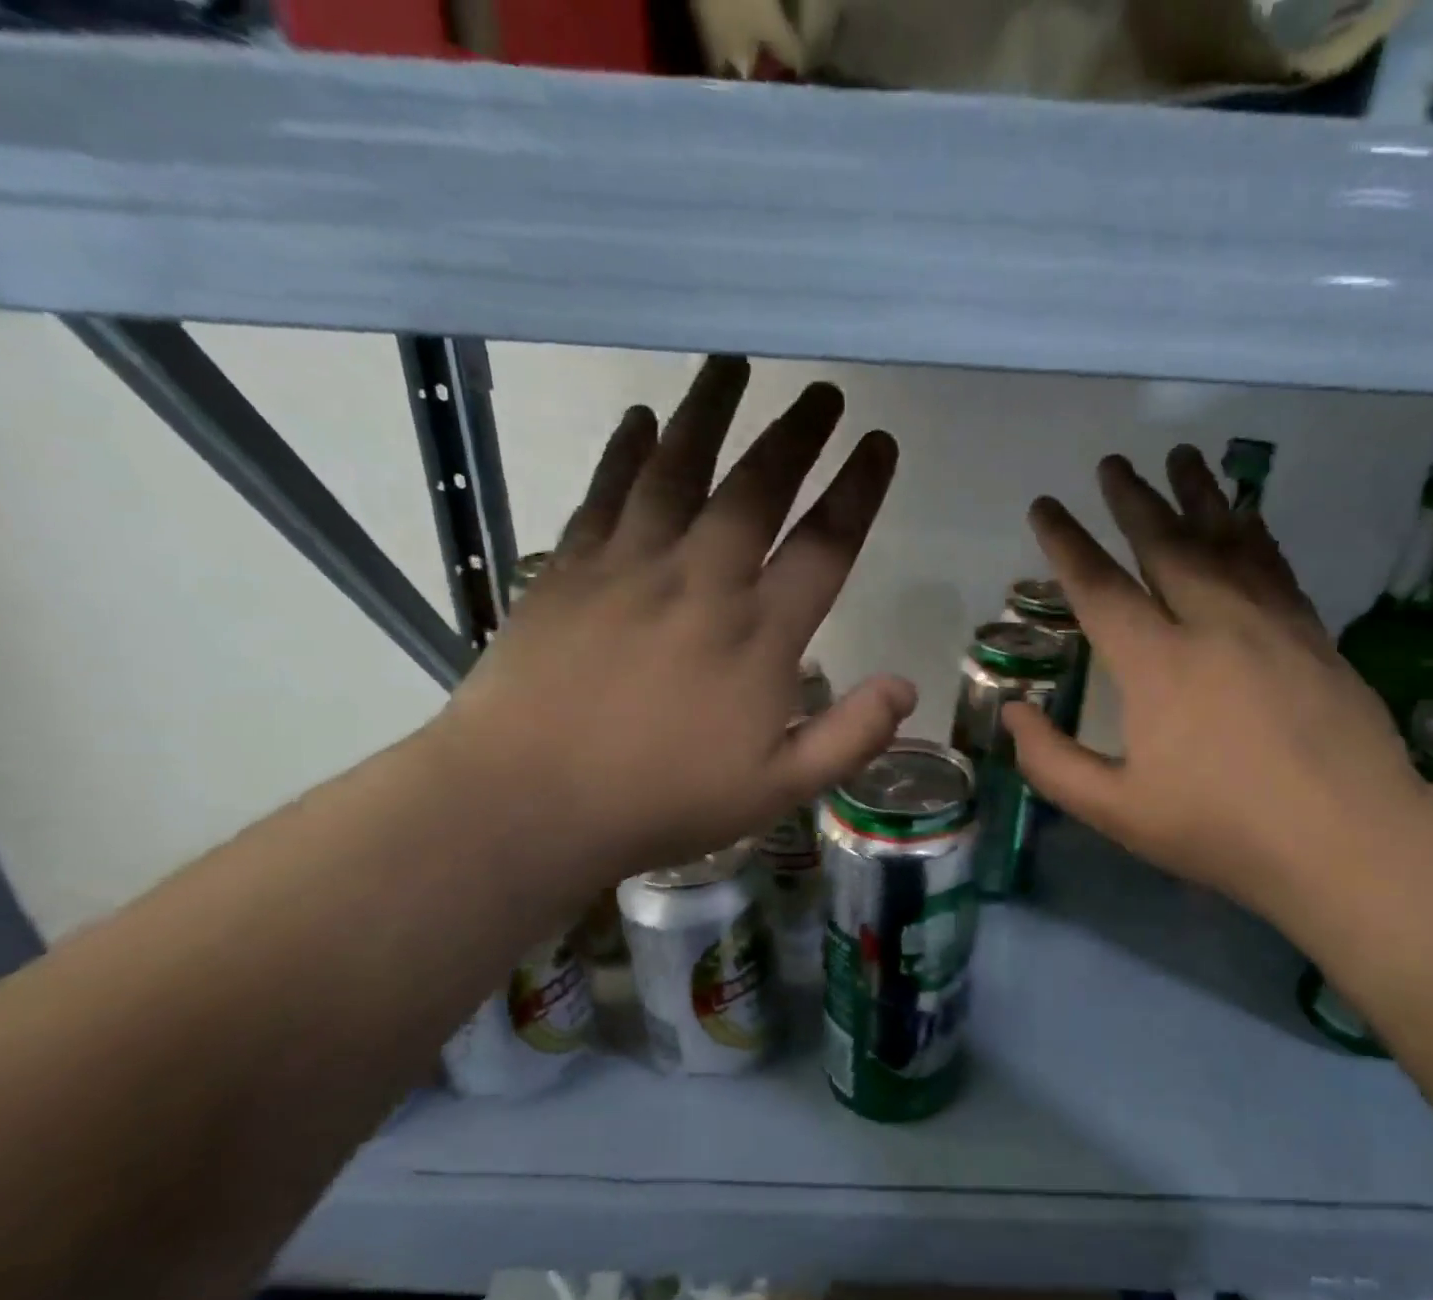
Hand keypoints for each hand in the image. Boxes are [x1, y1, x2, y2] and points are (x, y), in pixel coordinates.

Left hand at [432, 356, 913, 887]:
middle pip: (757, 488)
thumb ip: (850, 737)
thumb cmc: (662, 801)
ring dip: (710, 411)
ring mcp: (630, 567)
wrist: (526, 803)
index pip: (825, 545)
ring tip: (733, 363)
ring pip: (677, 470)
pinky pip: (606, 493)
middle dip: (796, 434)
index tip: (879, 443)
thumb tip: (907, 686)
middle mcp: (702, 582)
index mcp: (759, 636)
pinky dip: (626, 451)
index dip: (859, 490)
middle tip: (822, 390)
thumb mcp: (778, 790)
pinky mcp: (569, 570)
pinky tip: (641, 419)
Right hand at [1006, 448, 1432, 928]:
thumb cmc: (1223, 831)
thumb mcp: (1118, 812)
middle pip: (1167, 544)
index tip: (1045, 506)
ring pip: (1229, 541)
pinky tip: (1249, 517)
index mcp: (1158, 664)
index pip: (1100, 587)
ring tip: (1184, 456)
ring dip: (1201, 495)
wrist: (1349, 846)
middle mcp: (1214, 624)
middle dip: (1133, 500)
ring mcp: (1272, 624)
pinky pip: (1276, 566)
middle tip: (1112, 463)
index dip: (1066, 543)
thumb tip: (1013, 713)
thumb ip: (1053, 763)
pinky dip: (1255, 533)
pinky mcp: (1313, 636)